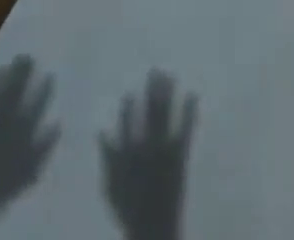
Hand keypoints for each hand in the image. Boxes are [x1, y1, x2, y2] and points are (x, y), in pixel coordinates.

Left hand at [0, 55, 57, 239]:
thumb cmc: (8, 183)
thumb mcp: (32, 169)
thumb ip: (45, 146)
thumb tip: (58, 123)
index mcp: (25, 131)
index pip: (37, 106)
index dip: (44, 89)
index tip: (50, 73)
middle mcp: (11, 122)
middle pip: (20, 93)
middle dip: (26, 74)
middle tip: (31, 55)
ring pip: (6, 92)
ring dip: (12, 75)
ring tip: (17, 57)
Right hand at [100, 71, 196, 239]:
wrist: (153, 230)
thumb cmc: (129, 211)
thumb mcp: (111, 187)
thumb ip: (107, 157)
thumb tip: (100, 130)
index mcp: (128, 153)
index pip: (127, 121)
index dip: (129, 106)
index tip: (130, 93)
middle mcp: (145, 145)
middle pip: (149, 110)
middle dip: (152, 89)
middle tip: (155, 69)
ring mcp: (164, 148)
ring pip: (166, 113)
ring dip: (168, 92)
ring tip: (171, 74)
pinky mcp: (180, 155)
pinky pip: (186, 128)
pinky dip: (190, 110)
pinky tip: (193, 94)